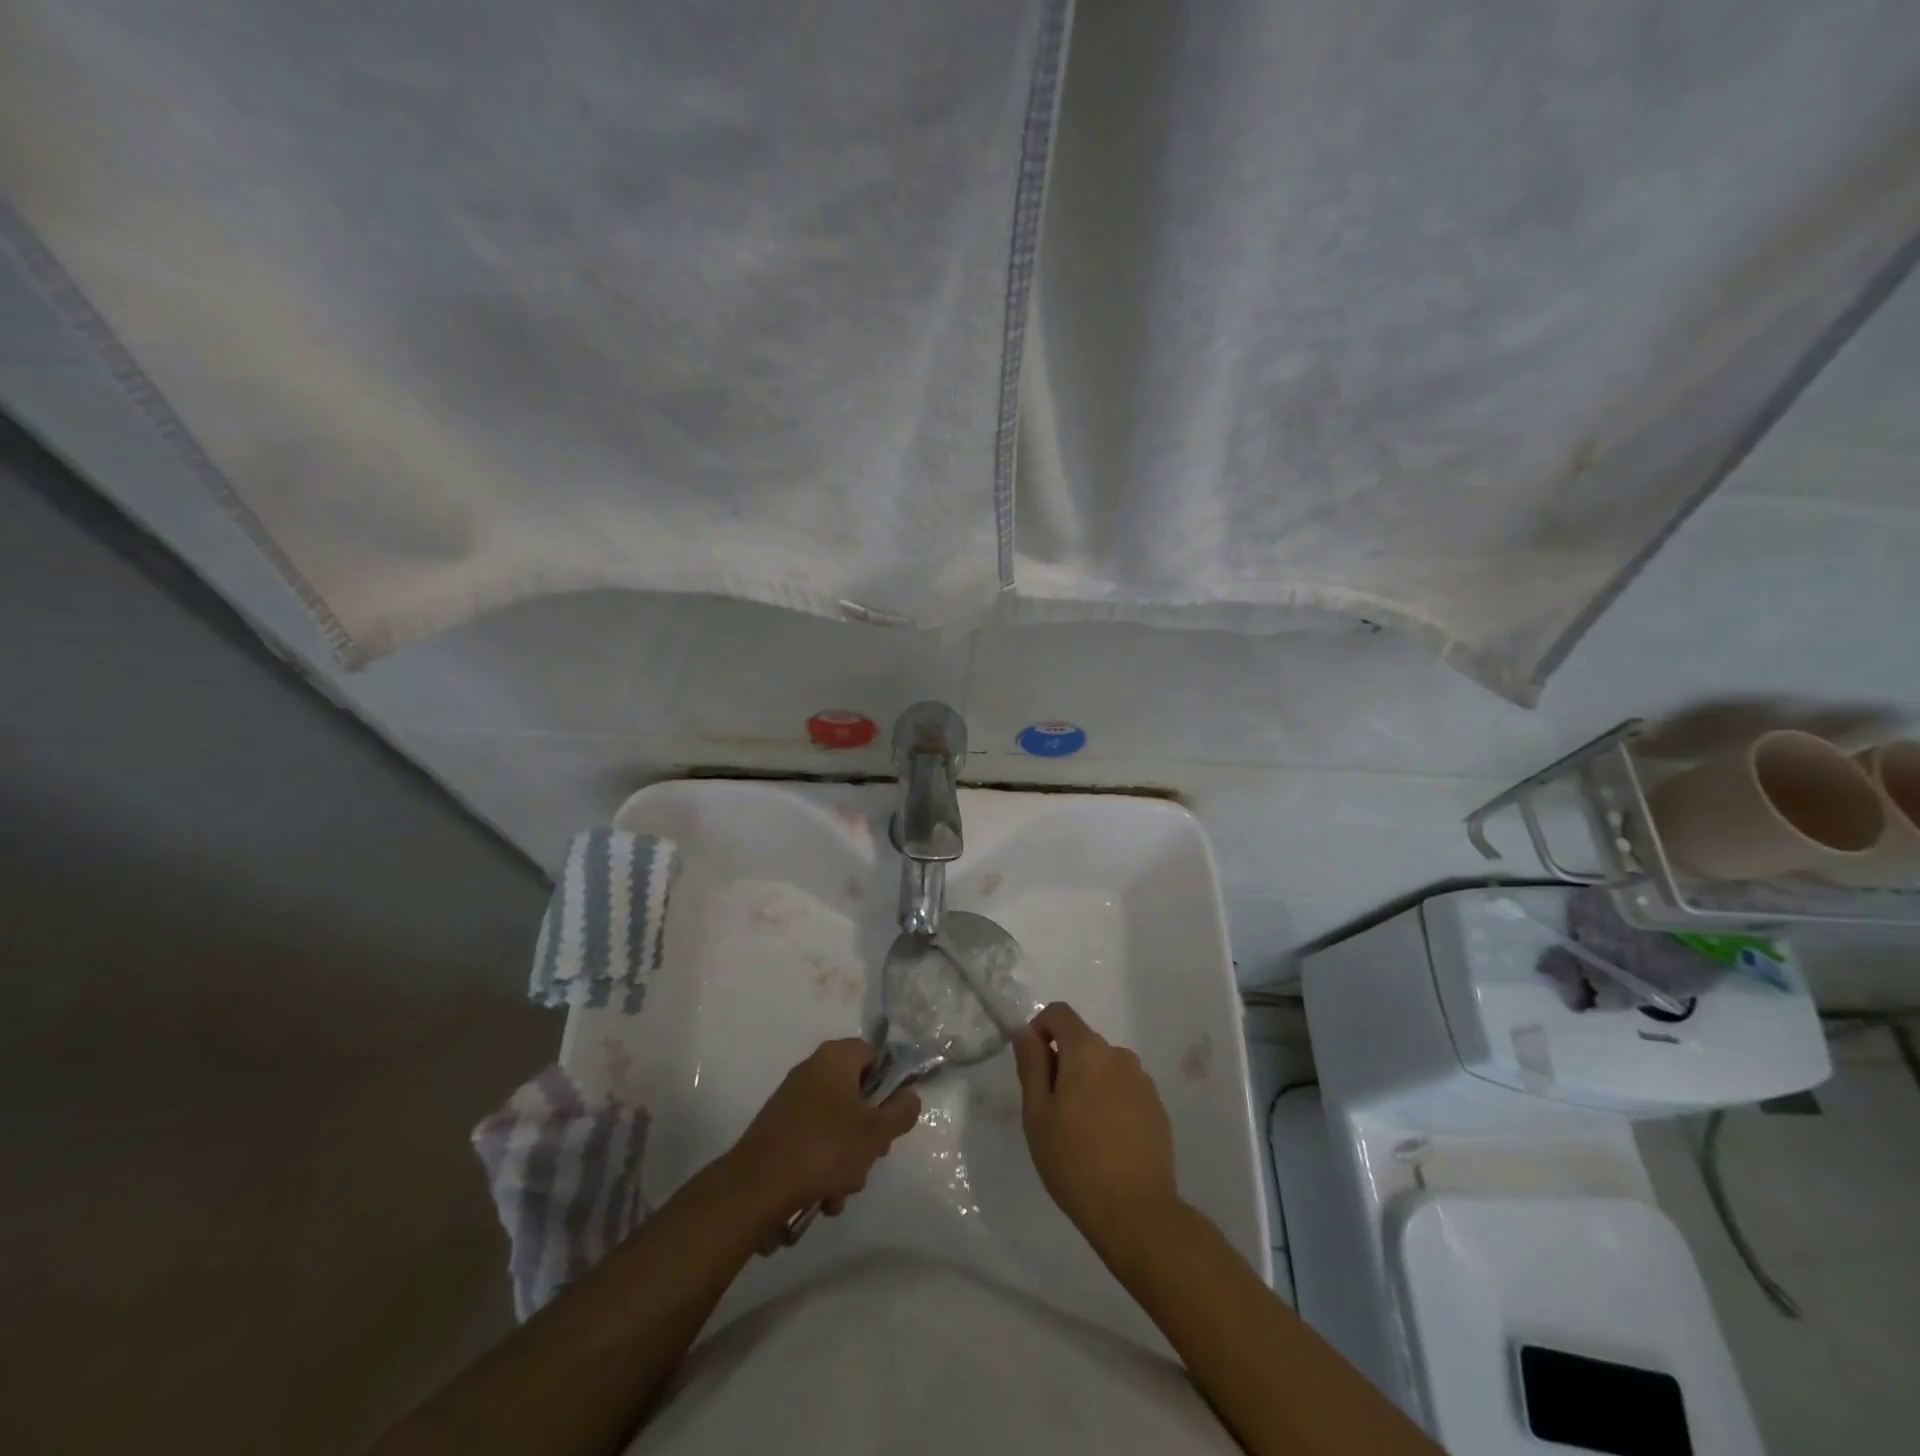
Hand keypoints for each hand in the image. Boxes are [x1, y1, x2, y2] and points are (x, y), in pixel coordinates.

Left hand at [727, 1038, 920, 1220]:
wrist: (757, 1187)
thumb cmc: (825, 1147)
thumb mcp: (876, 1132)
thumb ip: (902, 1112)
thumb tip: (909, 1097)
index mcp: (834, 1058)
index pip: (873, 1056)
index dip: (888, 1084)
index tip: (892, 1116)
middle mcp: (811, 1071)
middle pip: (856, 1095)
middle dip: (868, 1132)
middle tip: (872, 1156)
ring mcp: (792, 1102)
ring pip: (836, 1126)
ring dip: (847, 1160)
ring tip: (842, 1190)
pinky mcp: (778, 1132)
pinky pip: (814, 1144)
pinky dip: (823, 1169)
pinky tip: (824, 1199)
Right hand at [1013, 1003, 1180, 1251]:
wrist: (1137, 1214)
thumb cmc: (1075, 1161)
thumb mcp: (1038, 1113)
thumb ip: (1031, 1064)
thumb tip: (1025, 1030)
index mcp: (1088, 1050)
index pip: (1059, 1013)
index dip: (1039, 1029)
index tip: (1031, 1066)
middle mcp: (1119, 1055)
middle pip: (1082, 1042)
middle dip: (1063, 1064)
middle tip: (1051, 1112)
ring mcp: (1143, 1082)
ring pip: (1104, 1068)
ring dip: (1087, 1084)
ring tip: (1080, 1132)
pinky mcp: (1157, 1108)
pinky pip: (1124, 1090)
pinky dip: (1109, 1102)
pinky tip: (1106, 1143)